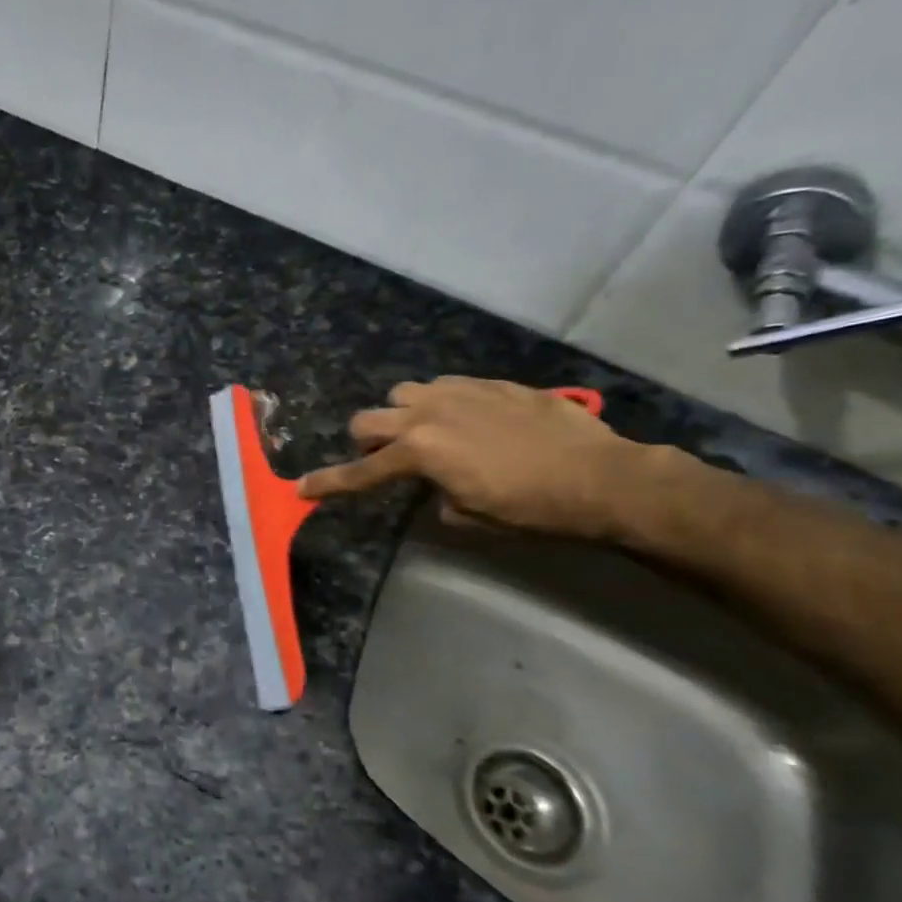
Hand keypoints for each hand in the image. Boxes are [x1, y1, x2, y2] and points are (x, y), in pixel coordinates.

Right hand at [296, 377, 649, 539]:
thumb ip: (436, 496)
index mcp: (418, 452)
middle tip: (388, 458)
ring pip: (405, 393)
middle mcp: (428, 414)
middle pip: (368, 419)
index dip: (329, 484)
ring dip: (404, 414)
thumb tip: (438, 486)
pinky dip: (443, 404)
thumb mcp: (470, 517)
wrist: (601, 476)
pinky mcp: (490, 384)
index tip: (301, 489)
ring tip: (428, 432)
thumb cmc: (530, 508)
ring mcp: (460, 393)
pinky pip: (447, 387)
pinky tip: (469, 421)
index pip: (361, 472)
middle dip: (368, 440)